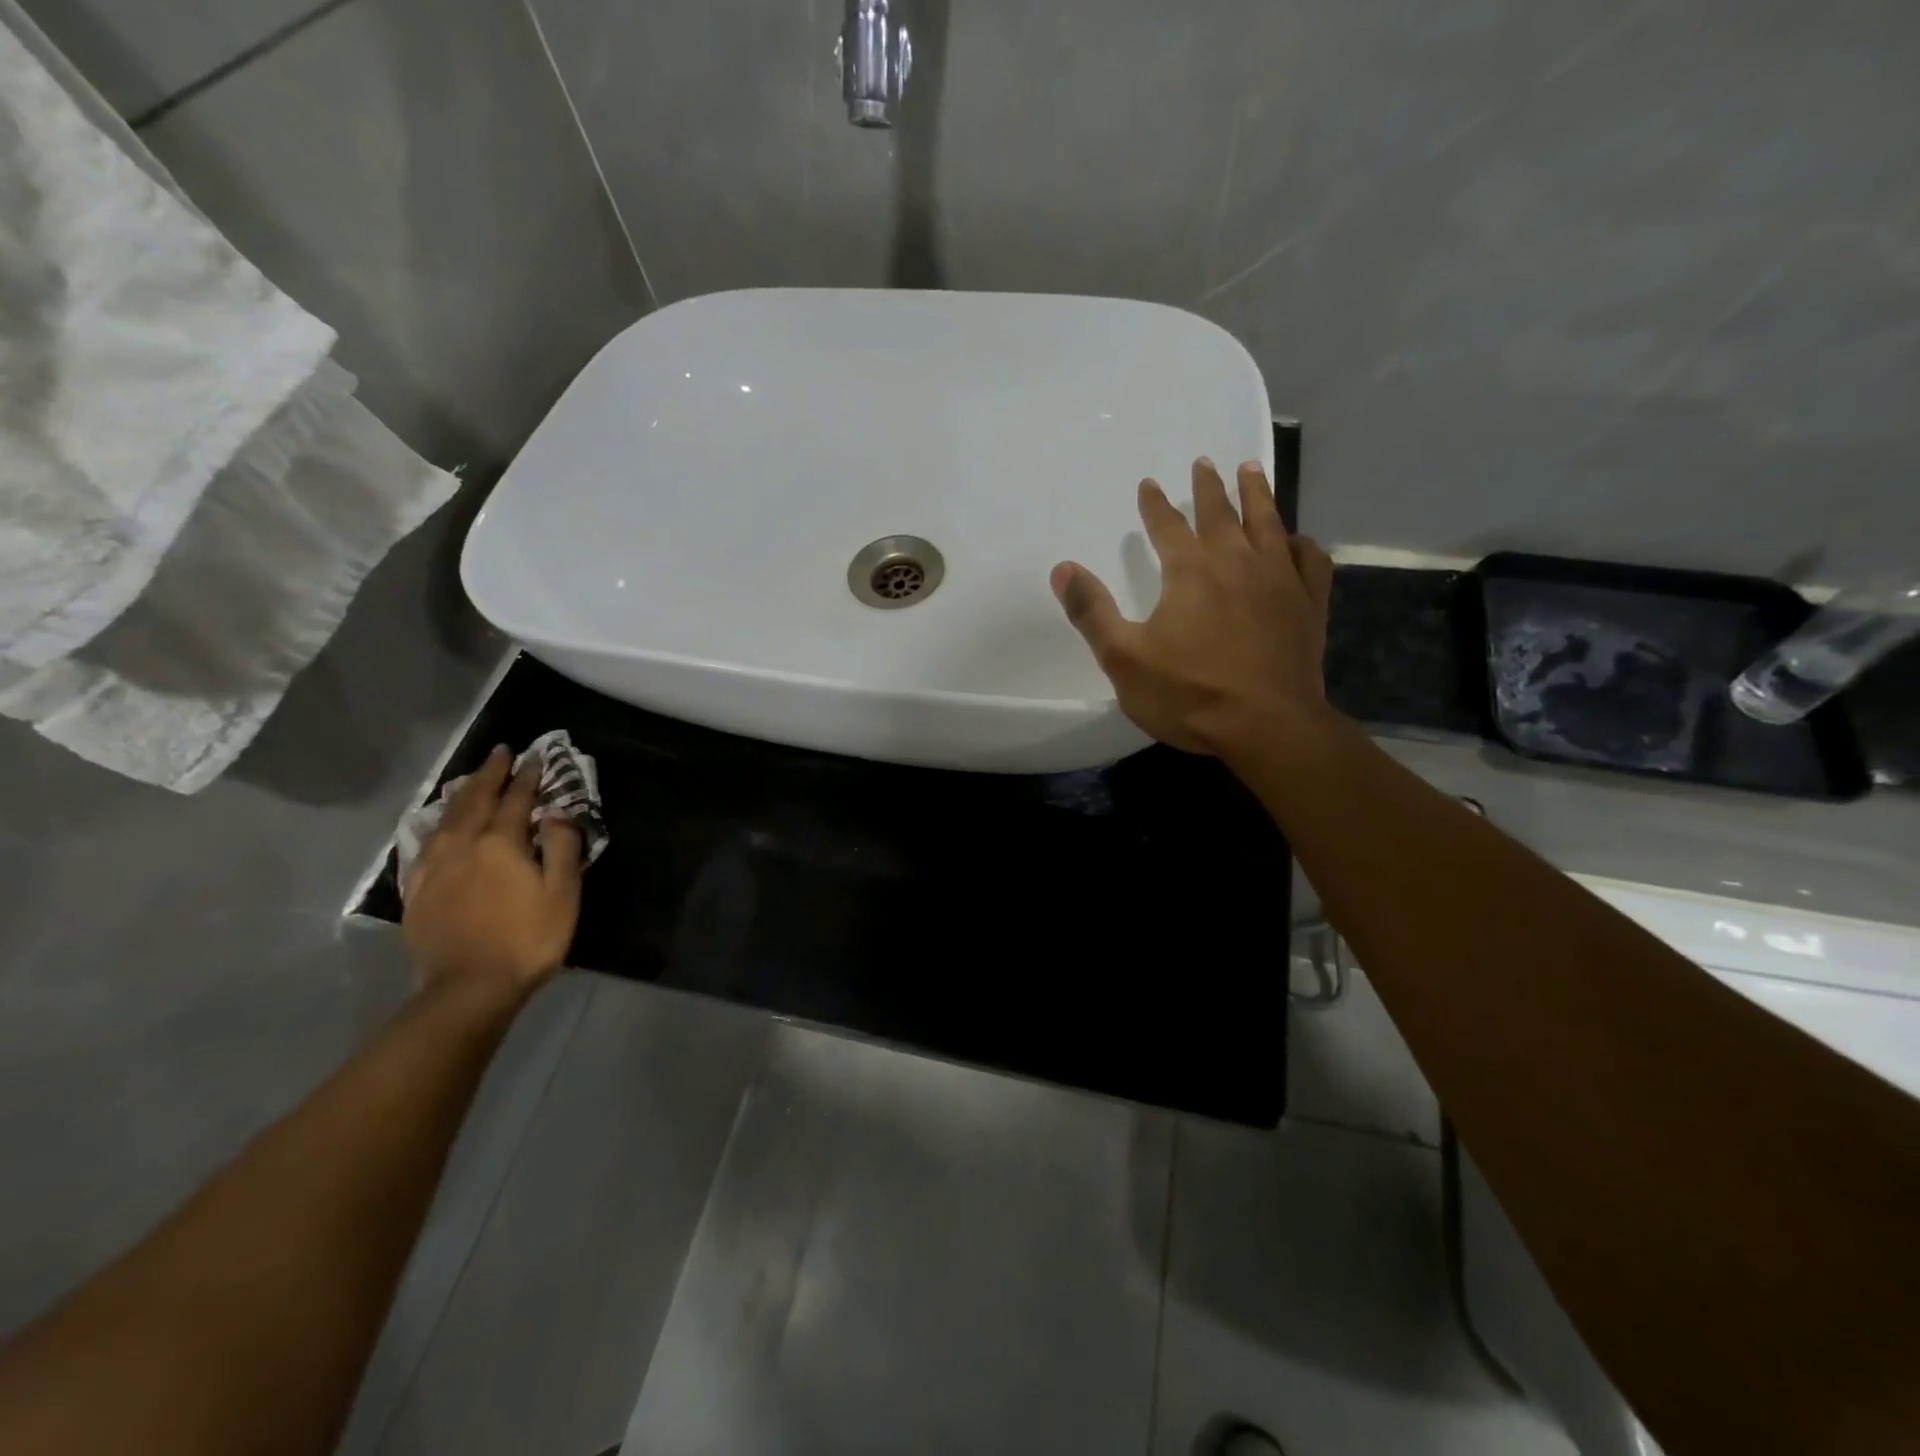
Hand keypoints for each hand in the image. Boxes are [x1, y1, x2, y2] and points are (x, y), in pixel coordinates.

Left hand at [402, 746, 583, 1001]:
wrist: (469, 987)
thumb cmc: (528, 938)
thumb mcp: (562, 892)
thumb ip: (561, 846)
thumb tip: (556, 812)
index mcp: (500, 843)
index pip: (516, 799)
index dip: (528, 777)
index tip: (535, 756)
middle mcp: (463, 846)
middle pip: (475, 800)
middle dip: (489, 774)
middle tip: (499, 753)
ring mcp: (434, 868)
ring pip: (446, 818)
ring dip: (462, 794)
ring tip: (471, 780)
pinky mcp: (418, 891)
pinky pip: (426, 843)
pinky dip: (438, 824)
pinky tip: (440, 826)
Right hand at [1051, 457, 1336, 760]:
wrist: (1267, 726)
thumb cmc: (1189, 694)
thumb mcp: (1123, 658)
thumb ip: (1091, 612)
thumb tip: (1062, 569)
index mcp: (1190, 572)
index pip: (1168, 526)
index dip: (1156, 504)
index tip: (1150, 483)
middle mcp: (1237, 562)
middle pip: (1221, 513)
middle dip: (1208, 487)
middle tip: (1204, 462)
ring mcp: (1281, 580)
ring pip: (1269, 522)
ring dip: (1257, 494)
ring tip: (1250, 469)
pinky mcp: (1310, 604)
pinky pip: (1310, 560)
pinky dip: (1301, 543)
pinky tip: (1296, 540)